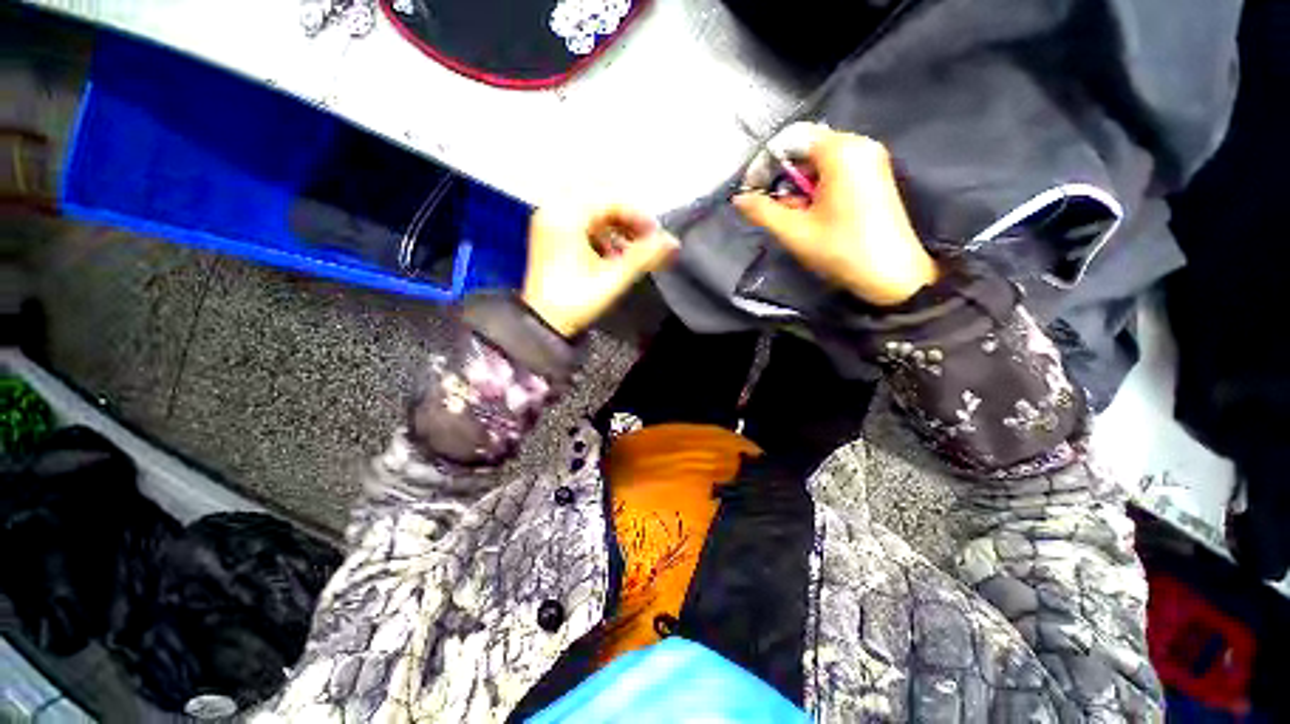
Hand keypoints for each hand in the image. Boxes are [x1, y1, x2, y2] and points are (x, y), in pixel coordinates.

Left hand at [522, 204, 679, 336]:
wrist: (542, 324)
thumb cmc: (575, 301)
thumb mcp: (612, 279)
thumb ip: (644, 257)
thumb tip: (673, 242)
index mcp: (565, 215)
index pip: (611, 199)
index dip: (638, 216)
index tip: (656, 237)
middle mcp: (553, 210)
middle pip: (601, 200)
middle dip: (628, 218)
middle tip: (645, 239)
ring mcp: (549, 221)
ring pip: (591, 210)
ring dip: (615, 225)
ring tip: (631, 249)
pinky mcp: (550, 234)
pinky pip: (581, 221)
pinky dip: (601, 232)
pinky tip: (611, 252)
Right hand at [733, 125, 937, 305]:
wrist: (892, 275)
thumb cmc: (841, 250)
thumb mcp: (794, 231)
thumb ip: (762, 211)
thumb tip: (739, 198)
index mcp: (841, 151)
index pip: (791, 139)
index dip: (764, 163)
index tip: (751, 191)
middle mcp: (859, 145)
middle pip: (806, 149)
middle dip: (783, 178)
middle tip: (776, 209)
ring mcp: (870, 160)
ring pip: (820, 163)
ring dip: (799, 187)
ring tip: (796, 217)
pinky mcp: (875, 176)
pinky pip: (836, 171)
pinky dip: (817, 189)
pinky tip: (814, 214)